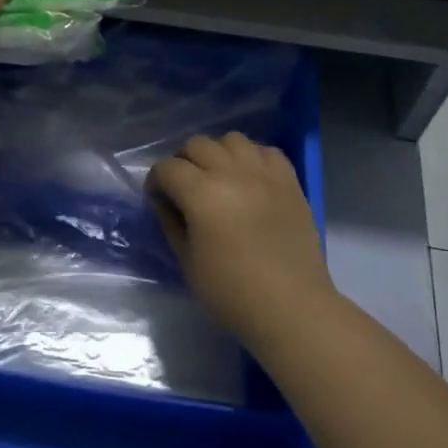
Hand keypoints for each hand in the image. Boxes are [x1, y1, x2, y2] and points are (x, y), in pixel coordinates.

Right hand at [148, 133, 333, 343]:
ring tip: (219, 178)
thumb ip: (171, 223)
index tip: (157, 199)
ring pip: (232, 139)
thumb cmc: (232, 292)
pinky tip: (249, 180)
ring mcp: (264, 174)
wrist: (291, 307)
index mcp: (202, 194)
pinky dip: (252, 158)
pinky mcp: (290, 181)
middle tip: (185, 189)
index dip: (155, 181)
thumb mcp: (187, 262)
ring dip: (218, 154)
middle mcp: (232, 173)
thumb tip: (163, 201)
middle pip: (197, 144)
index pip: (167, 168)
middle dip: (183, 162)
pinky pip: (266, 151)